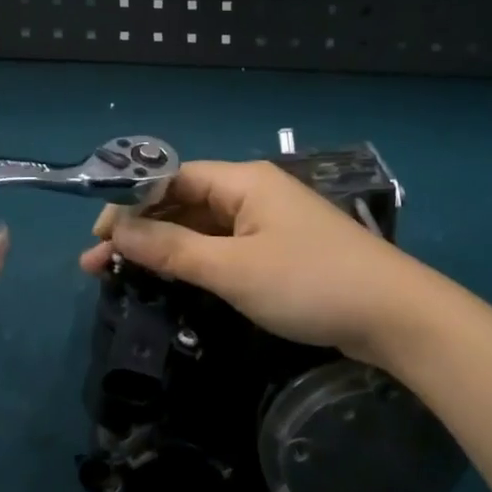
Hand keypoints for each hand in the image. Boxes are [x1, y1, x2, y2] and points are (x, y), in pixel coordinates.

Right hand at [78, 160, 421, 362]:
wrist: (393, 314)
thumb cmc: (309, 282)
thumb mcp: (233, 270)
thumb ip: (173, 250)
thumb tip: (115, 231)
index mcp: (244, 181)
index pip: (175, 177)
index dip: (132, 201)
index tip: (98, 234)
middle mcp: (253, 193)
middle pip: (185, 202)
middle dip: (141, 229)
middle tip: (98, 263)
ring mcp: (268, 223)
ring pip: (204, 228)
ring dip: (165, 248)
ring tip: (121, 274)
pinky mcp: (279, 251)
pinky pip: (225, 247)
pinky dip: (195, 261)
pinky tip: (171, 279)